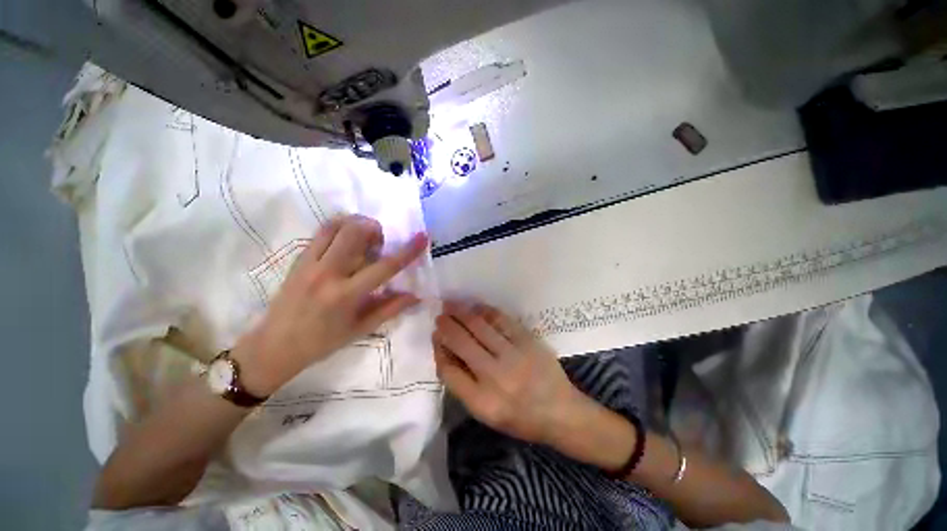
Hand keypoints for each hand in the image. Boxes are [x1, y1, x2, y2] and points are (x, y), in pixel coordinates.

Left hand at [235, 215, 428, 394]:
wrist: (274, 345)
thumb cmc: (322, 342)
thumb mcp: (361, 329)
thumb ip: (390, 309)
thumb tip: (416, 296)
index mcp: (346, 295)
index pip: (385, 267)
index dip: (407, 251)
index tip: (423, 236)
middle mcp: (327, 273)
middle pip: (355, 233)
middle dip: (375, 229)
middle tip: (379, 243)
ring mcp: (309, 263)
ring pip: (335, 226)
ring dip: (356, 224)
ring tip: (363, 238)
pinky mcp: (298, 258)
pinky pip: (320, 232)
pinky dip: (339, 227)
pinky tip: (346, 240)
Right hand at [433, 301, 590, 445]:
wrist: (560, 411)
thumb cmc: (520, 418)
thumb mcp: (486, 413)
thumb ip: (463, 385)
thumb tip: (445, 353)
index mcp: (482, 402)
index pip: (448, 370)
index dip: (439, 350)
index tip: (435, 337)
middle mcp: (495, 377)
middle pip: (462, 343)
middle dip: (446, 326)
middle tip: (439, 316)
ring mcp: (513, 355)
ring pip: (479, 326)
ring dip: (461, 313)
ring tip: (451, 305)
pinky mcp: (528, 340)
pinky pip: (501, 320)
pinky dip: (485, 311)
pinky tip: (475, 306)